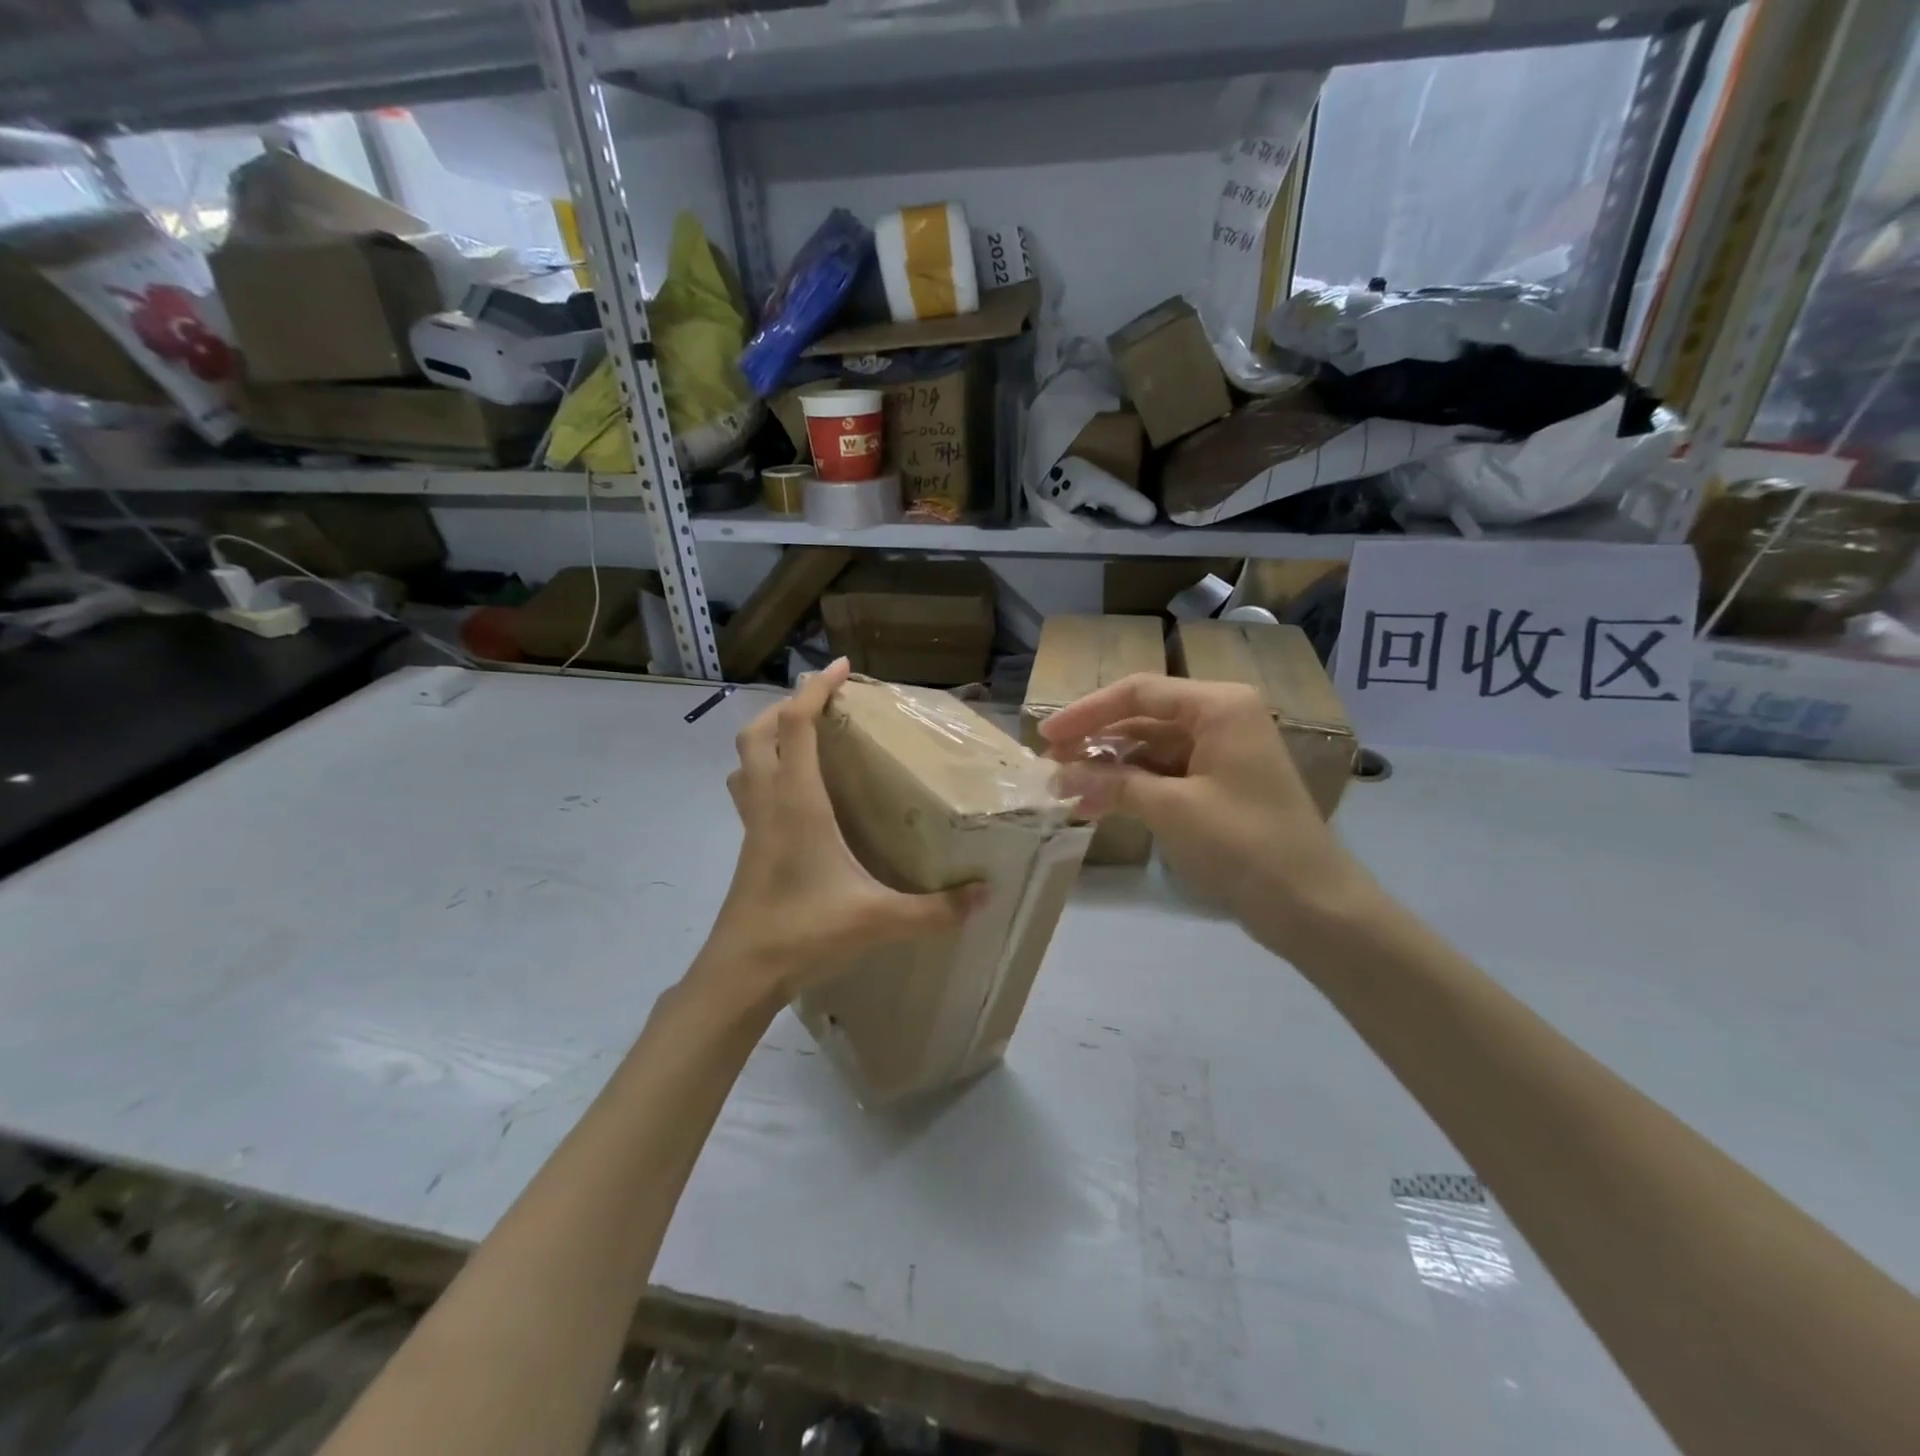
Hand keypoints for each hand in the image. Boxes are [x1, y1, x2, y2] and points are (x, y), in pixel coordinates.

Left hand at [696, 658, 985, 1006]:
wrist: (740, 975)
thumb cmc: (804, 932)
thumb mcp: (878, 920)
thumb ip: (935, 910)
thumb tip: (985, 895)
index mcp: (797, 801)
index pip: (797, 725)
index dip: (815, 689)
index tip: (842, 668)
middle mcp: (769, 803)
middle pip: (759, 732)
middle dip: (787, 706)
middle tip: (825, 705)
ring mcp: (753, 826)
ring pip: (747, 761)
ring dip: (769, 736)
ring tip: (807, 740)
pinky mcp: (750, 848)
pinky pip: (750, 791)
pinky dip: (768, 772)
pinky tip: (800, 797)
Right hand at [1041, 674, 1376, 958]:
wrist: (1312, 906)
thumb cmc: (1244, 844)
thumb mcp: (1171, 809)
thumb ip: (1112, 784)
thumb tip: (1059, 774)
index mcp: (1219, 706)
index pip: (1139, 692)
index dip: (1087, 712)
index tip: (1046, 737)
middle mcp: (1222, 718)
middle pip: (1144, 718)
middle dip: (1096, 741)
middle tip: (1051, 765)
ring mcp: (1222, 753)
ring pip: (1151, 748)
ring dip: (1110, 767)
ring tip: (1067, 790)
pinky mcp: (1220, 786)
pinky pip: (1166, 774)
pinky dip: (1132, 787)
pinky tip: (1098, 804)